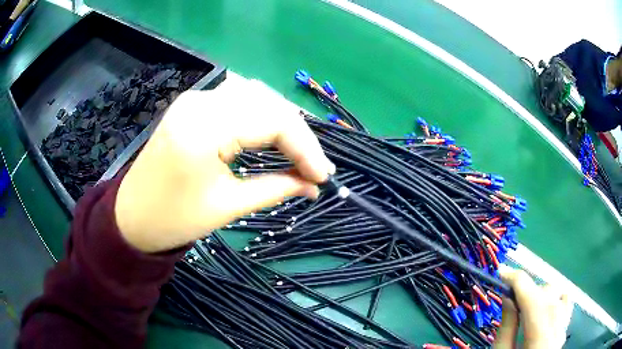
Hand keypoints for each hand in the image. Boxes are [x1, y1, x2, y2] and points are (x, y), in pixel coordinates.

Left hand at [114, 78, 334, 252]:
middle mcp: (200, 102)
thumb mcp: (228, 206)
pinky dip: (261, 114)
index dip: (305, 147)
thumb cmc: (174, 220)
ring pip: (255, 94)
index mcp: (204, 128)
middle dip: (298, 133)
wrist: (132, 216)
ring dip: (281, 120)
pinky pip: (237, 99)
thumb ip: (276, 189)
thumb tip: (314, 186)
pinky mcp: (192, 105)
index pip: (272, 121)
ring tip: (298, 151)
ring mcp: (194, 99)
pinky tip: (271, 134)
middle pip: (267, 101)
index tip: (323, 176)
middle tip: (314, 166)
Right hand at [494, 266, 572, 348]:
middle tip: (509, 295)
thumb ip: (507, 327)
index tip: (501, 272)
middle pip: (548, 294)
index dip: (518, 281)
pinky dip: (556, 298)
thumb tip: (508, 295)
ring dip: (541, 294)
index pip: (533, 299)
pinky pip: (567, 304)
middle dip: (527, 289)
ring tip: (526, 305)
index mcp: (539, 340)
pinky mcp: (564, 330)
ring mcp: (563, 330)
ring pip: (559, 295)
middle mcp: (556, 331)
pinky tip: (545, 306)